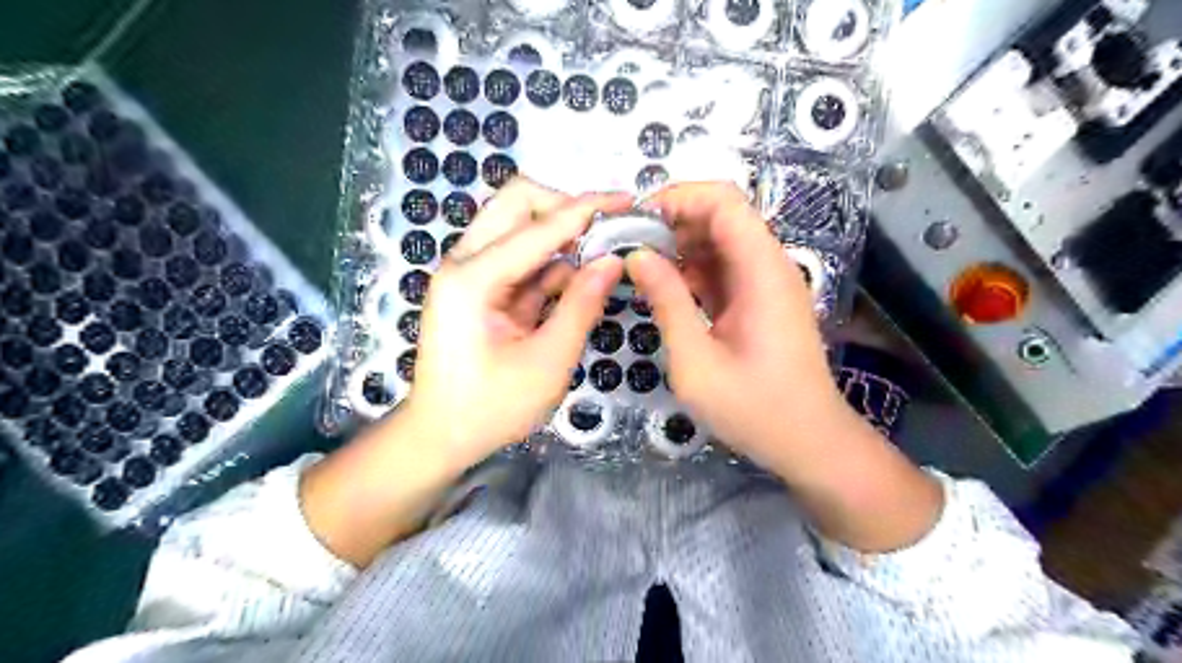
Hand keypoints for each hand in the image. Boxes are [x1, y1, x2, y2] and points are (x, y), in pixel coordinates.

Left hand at [403, 177, 632, 466]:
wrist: (441, 437)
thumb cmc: (490, 409)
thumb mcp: (547, 363)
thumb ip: (582, 306)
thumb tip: (613, 261)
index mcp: (472, 279)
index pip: (537, 227)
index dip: (586, 210)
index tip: (627, 200)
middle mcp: (464, 263)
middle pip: (516, 204)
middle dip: (565, 208)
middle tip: (606, 229)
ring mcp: (469, 273)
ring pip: (518, 226)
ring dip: (561, 235)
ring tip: (603, 253)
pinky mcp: (480, 288)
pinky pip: (520, 259)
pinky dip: (552, 263)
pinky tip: (580, 278)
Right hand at [627, 182, 839, 470]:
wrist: (809, 443)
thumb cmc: (754, 409)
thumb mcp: (696, 361)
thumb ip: (667, 302)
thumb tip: (637, 255)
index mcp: (762, 271)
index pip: (724, 201)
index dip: (678, 197)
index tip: (635, 220)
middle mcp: (769, 266)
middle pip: (721, 216)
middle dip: (672, 222)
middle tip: (629, 246)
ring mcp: (767, 283)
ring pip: (720, 242)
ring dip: (680, 247)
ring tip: (640, 268)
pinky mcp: (760, 301)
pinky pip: (724, 270)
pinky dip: (693, 272)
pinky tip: (666, 291)